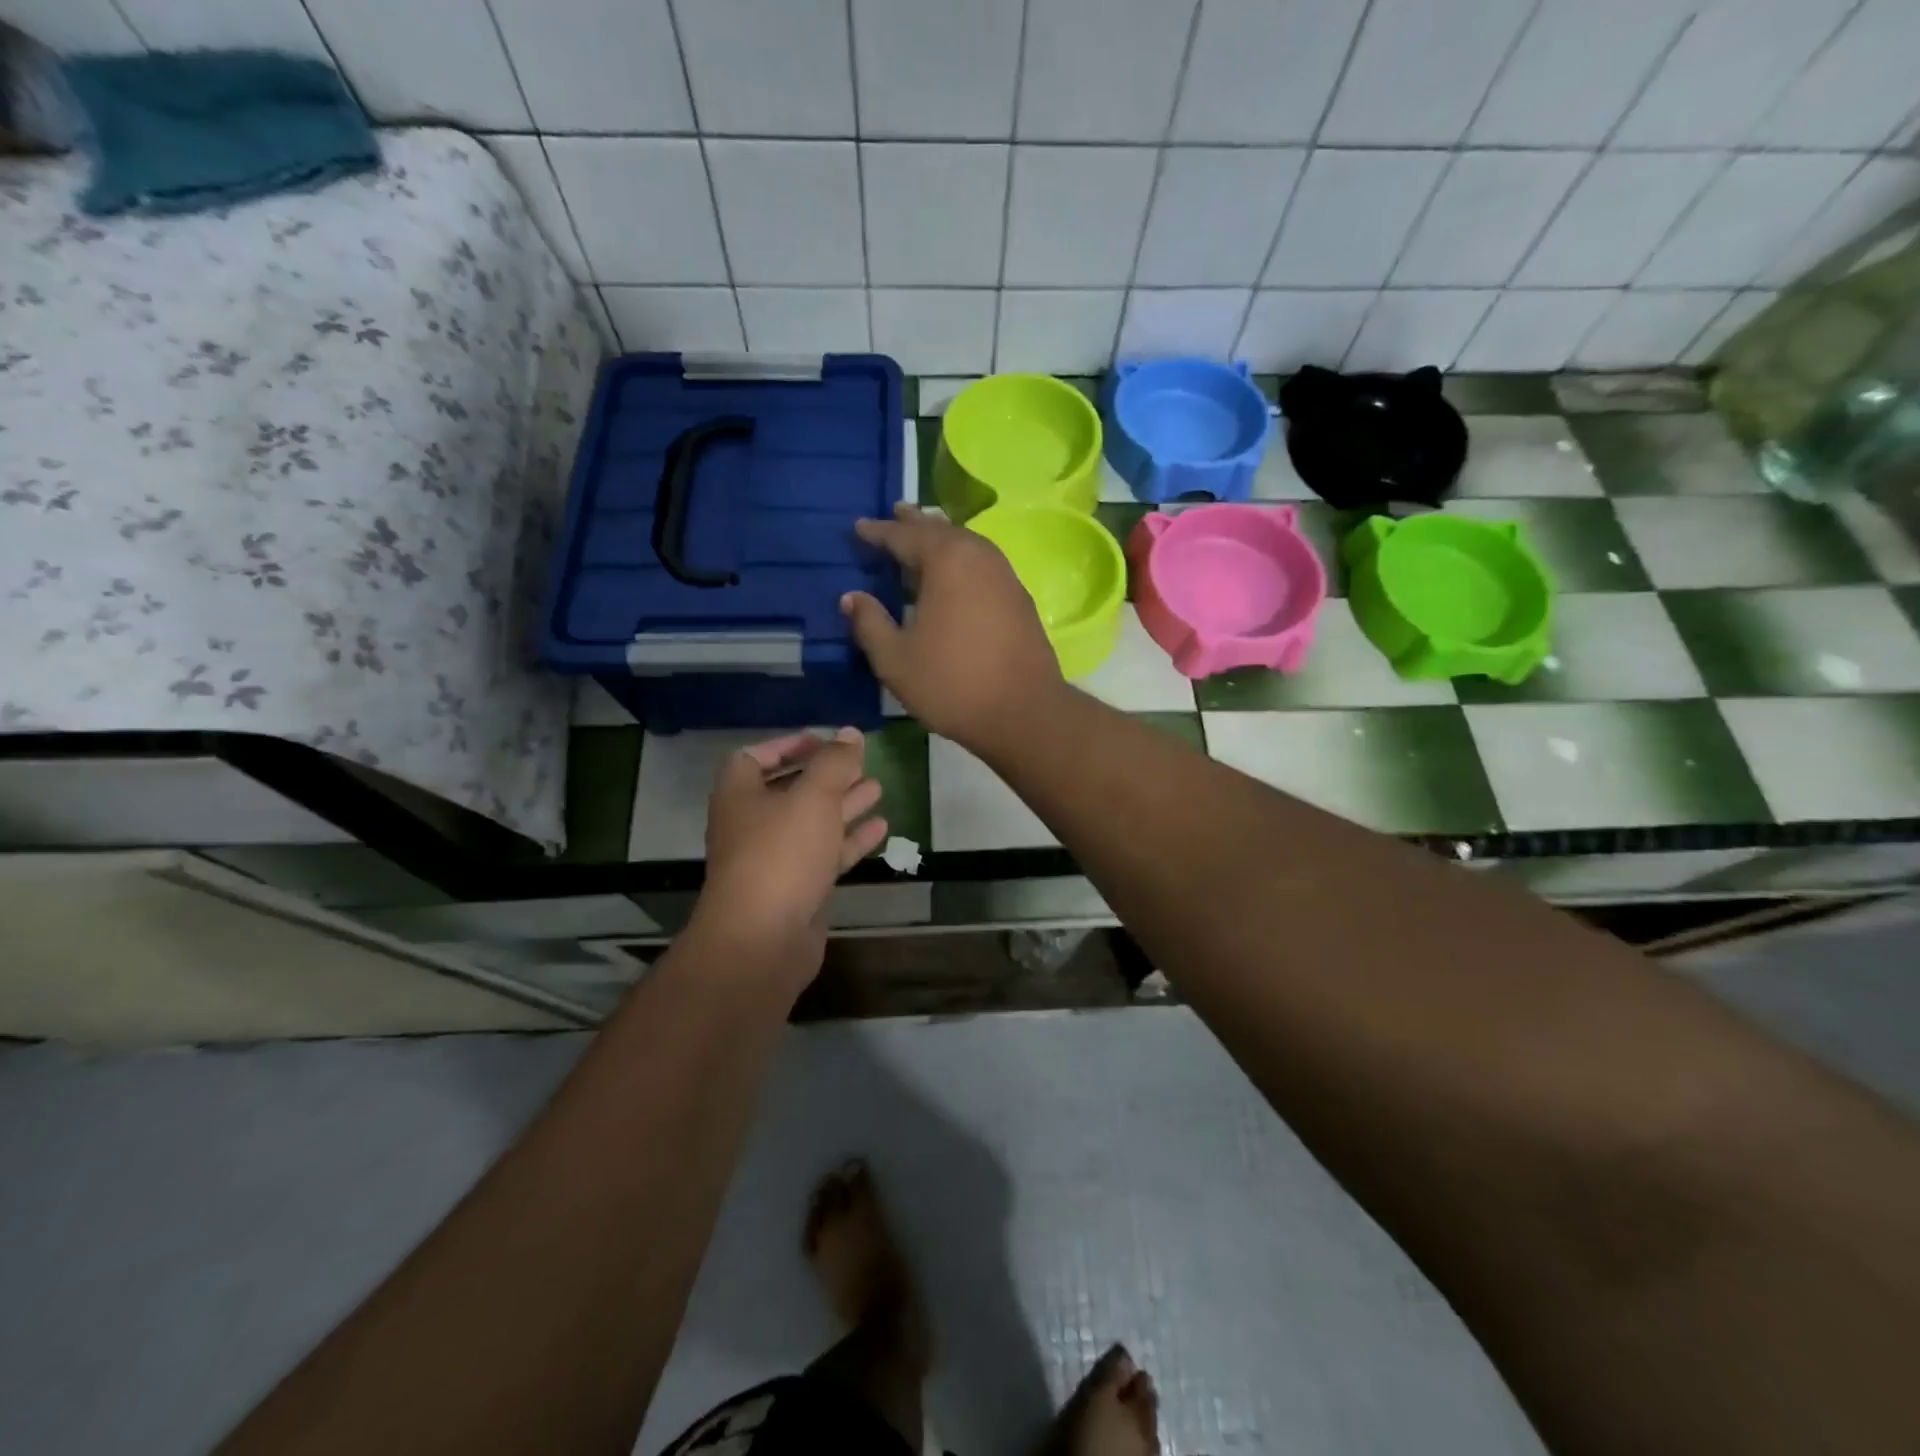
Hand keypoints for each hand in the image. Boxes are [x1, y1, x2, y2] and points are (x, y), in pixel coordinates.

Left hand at [692, 730, 887, 984]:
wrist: (763, 938)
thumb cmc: (781, 854)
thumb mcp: (812, 797)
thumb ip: (834, 762)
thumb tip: (850, 733)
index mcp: (740, 795)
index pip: (754, 758)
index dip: (787, 746)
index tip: (823, 742)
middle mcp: (753, 824)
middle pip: (790, 790)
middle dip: (825, 775)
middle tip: (860, 763)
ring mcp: (775, 859)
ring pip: (812, 823)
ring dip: (843, 805)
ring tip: (878, 788)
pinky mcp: (797, 888)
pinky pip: (826, 854)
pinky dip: (851, 839)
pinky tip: (882, 826)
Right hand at [840, 503, 1064, 755]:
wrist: (1024, 712)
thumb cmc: (951, 683)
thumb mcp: (895, 659)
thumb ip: (869, 623)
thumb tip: (851, 597)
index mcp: (946, 560)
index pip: (904, 536)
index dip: (878, 532)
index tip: (858, 528)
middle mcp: (979, 556)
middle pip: (940, 530)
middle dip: (914, 523)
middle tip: (895, 512)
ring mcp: (1005, 575)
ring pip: (966, 545)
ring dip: (941, 539)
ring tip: (923, 537)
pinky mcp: (1019, 598)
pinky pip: (982, 564)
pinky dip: (961, 560)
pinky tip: (954, 575)